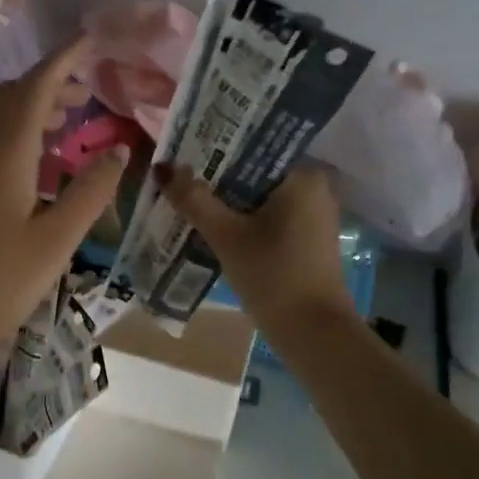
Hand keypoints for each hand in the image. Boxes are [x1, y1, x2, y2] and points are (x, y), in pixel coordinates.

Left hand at [0, 37, 127, 358]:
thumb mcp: (57, 239)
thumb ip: (90, 192)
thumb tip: (117, 152)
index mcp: (7, 150)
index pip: (36, 87)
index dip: (63, 60)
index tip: (89, 41)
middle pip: (15, 96)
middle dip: (51, 83)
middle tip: (88, 92)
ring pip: (0, 116)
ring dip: (34, 107)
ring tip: (71, 120)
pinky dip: (18, 131)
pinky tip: (39, 159)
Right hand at [157, 163, 357, 332]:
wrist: (312, 333)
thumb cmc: (273, 274)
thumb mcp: (227, 235)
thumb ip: (195, 199)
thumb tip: (163, 167)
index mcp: (304, 174)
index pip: (255, 145)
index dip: (217, 148)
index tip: (185, 151)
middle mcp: (315, 187)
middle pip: (255, 171)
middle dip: (218, 176)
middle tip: (179, 175)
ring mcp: (313, 214)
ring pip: (259, 196)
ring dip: (228, 200)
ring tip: (188, 196)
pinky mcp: (306, 239)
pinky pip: (268, 216)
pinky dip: (243, 218)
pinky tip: (213, 224)